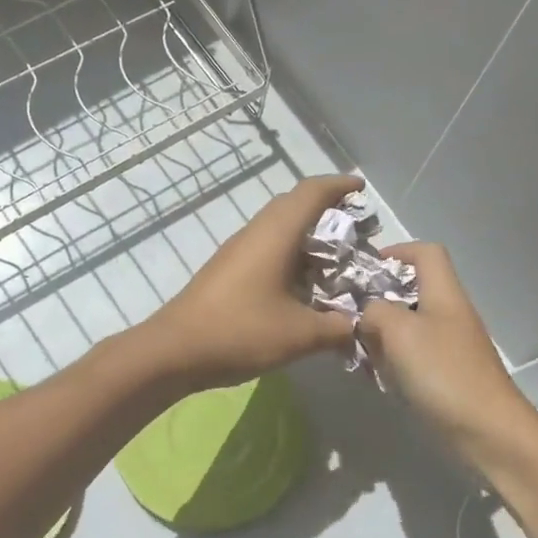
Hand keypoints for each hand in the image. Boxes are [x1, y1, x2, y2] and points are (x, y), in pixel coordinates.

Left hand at [148, 173, 365, 389]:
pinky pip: (266, 250)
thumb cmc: (240, 332)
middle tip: (357, 231)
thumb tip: (359, 325)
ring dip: (308, 238)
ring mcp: (237, 252)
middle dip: (327, 212)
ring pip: (278, 230)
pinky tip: (303, 286)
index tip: (362, 190)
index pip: (311, 192)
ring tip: (336, 261)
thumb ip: (336, 328)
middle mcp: (255, 234)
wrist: (174, 351)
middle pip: (294, 206)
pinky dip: (291, 257)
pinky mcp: (226, 272)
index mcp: (275, 235)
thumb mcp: (299, 335)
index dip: (339, 186)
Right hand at [356, 242, 537, 461]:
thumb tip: (367, 314)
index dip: (396, 252)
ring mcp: (451, 346)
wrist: (487, 429)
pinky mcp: (448, 375)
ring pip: (410, 325)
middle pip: (414, 290)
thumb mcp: (399, 331)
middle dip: (379, 299)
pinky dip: (393, 360)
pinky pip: (414, 355)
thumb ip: (375, 312)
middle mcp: (450, 314)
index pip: (425, 253)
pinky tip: (376, 376)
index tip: (364, 270)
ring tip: (356, 348)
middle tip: (349, 315)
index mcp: (444, 294)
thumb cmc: (443, 372)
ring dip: (382, 333)